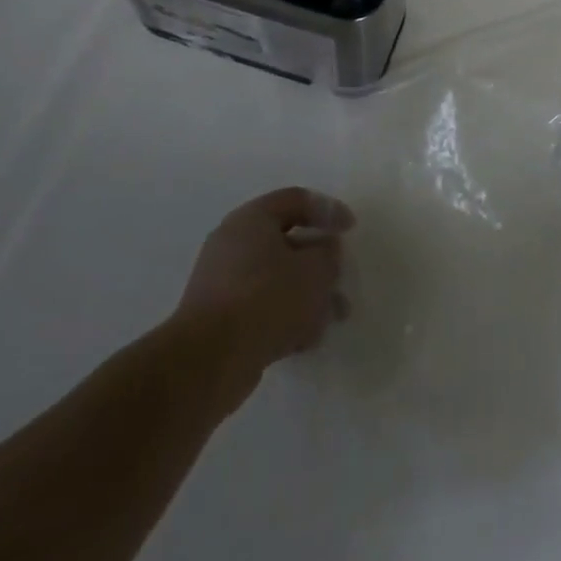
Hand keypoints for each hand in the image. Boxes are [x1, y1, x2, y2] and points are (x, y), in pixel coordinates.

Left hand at [174, 187, 354, 395]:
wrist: (210, 360)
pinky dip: (287, 316)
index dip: (328, 210)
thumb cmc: (268, 298)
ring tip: (335, 316)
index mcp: (251, 219)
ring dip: (307, 293)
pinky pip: (261, 307)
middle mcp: (233, 244)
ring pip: (276, 278)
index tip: (351, 229)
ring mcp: (222, 283)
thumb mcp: (314, 270)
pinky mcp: (219, 319)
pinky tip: (308, 338)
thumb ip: (328, 254)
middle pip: (286, 241)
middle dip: (319, 260)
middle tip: (341, 274)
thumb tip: (325, 251)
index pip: (296, 200)